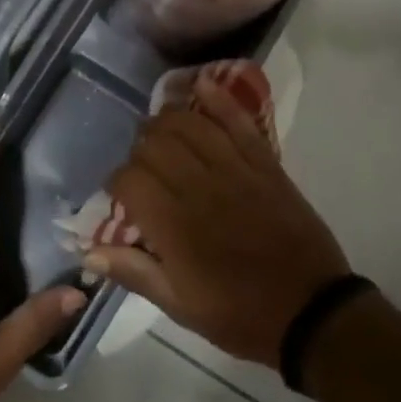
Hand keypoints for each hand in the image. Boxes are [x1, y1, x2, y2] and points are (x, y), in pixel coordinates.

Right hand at [89, 79, 349, 369]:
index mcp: (173, 225)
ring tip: (162, 130)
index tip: (122, 195)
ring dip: (168, 119)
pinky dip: (218, 98)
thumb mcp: (179, 307)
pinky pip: (237, 121)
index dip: (117, 182)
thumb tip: (88, 252)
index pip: (128, 179)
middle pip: (153, 143)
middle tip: (144, 167)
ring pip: (188, 123)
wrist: (312, 313)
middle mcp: (198, 188)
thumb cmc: (239, 315)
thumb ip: (134, 273)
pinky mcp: (264, 164)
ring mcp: (234, 170)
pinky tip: (201, 86)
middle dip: (139, 149)